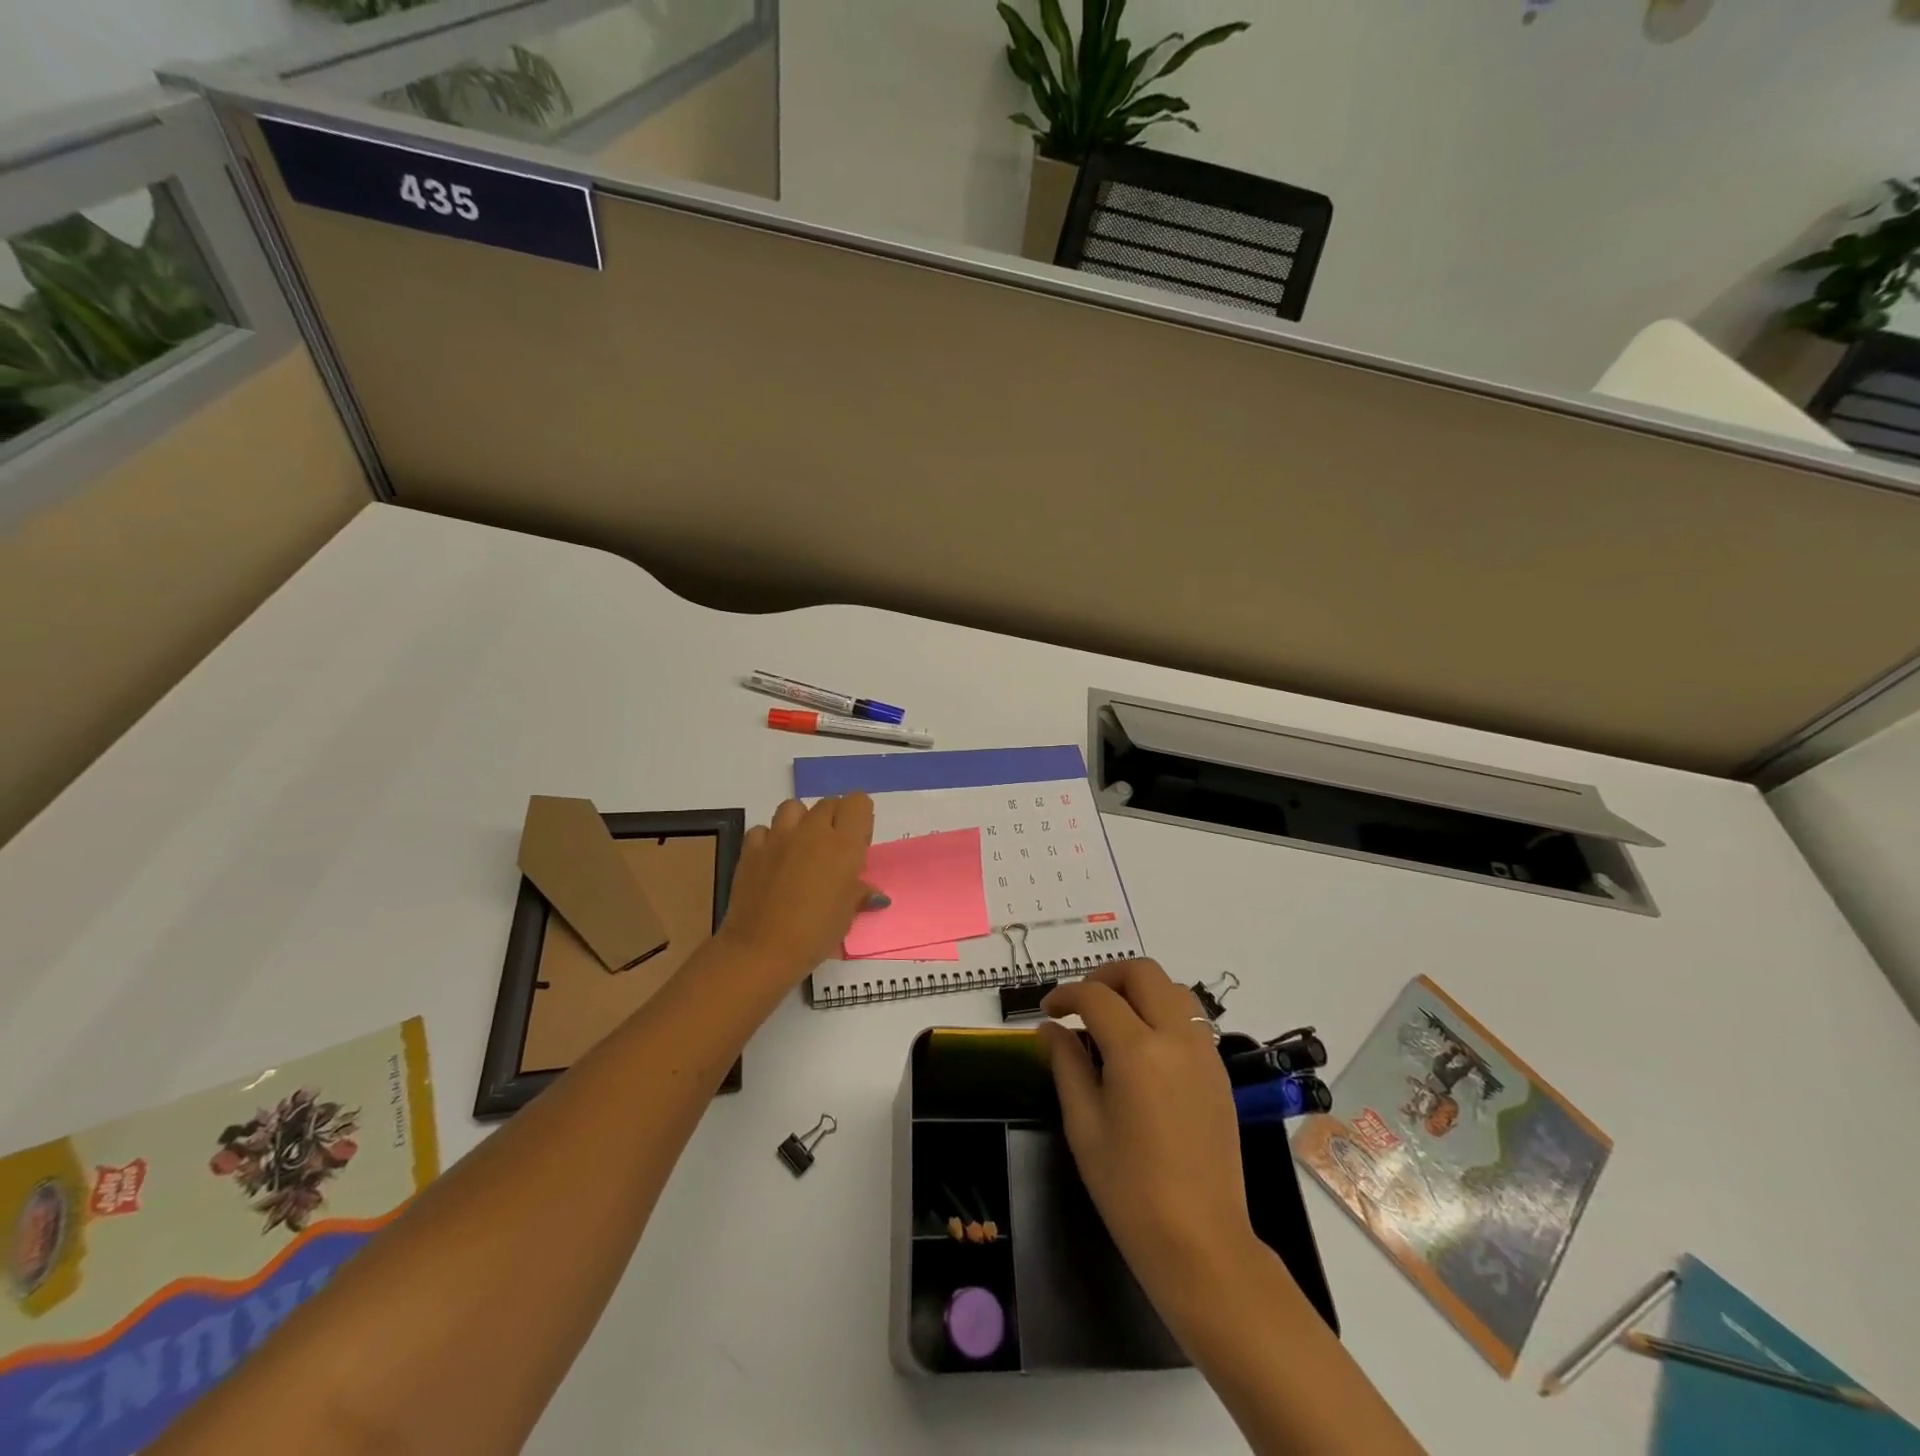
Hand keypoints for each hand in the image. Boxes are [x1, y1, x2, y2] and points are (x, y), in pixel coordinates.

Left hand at [717, 794, 875, 983]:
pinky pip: (763, 829)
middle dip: (834, 819)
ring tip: (800, 847)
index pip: (858, 802)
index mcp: (844, 844)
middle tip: (832, 851)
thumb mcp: (847, 915)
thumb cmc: (815, 933)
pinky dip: (769, 839)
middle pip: (828, 803)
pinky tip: (772, 860)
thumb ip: (860, 894)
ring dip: (800, 821)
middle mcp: (812, 831)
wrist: (762, 949)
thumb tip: (875, 895)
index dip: (859, 818)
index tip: (857, 843)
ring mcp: (778, 837)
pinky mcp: (750, 849)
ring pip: (793, 807)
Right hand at [1040, 961, 1255, 1316]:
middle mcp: (1176, 1038)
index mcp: (1138, 1050)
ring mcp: (1204, 1053)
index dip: (1066, 995)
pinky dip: (1162, 1012)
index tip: (1048, 1011)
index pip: (1096, 996)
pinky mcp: (1218, 1072)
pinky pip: (1190, 1019)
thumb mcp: (1084, 1124)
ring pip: (1173, 989)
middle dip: (1106, 976)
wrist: (1200, 1242)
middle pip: (1143, 972)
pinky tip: (1142, 1047)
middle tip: (1081, 1003)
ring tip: (1112, 1020)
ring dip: (1139, 990)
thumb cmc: (1129, 1189)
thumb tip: (1049, 1028)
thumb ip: (1066, 1064)